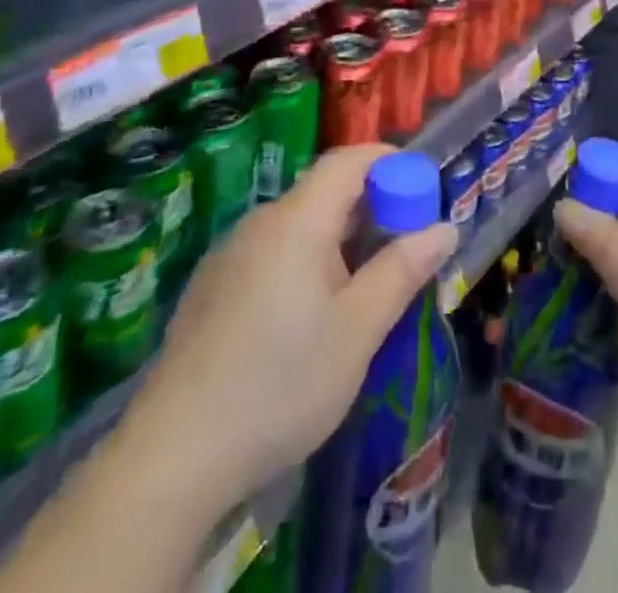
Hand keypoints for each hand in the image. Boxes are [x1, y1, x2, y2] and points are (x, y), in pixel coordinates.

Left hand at [134, 145, 457, 510]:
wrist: (173, 457)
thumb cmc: (280, 383)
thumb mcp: (357, 330)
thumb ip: (402, 271)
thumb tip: (444, 229)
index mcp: (297, 220)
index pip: (348, 160)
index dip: (388, 162)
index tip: (421, 188)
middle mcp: (260, 223)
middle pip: (324, 192)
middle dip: (371, 208)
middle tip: (404, 247)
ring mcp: (230, 256)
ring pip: (299, 226)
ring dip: (339, 240)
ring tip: (365, 287)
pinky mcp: (212, 290)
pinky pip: (272, 254)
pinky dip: (306, 262)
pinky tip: (310, 318)